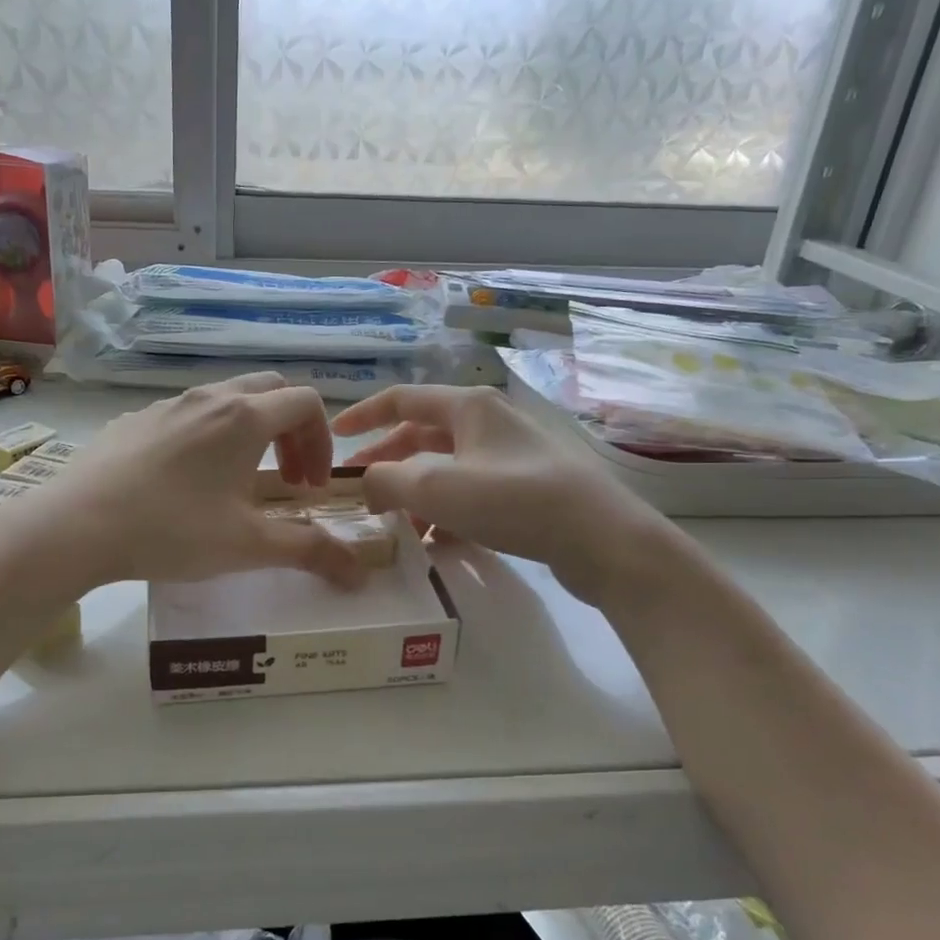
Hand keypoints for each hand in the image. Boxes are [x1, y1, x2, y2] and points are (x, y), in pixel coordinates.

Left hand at [47, 373, 364, 588]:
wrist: (75, 525)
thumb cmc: (172, 530)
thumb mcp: (247, 546)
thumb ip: (309, 551)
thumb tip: (359, 573)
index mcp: (245, 417)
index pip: (306, 403)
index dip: (322, 441)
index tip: (310, 486)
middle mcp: (210, 397)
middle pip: (270, 390)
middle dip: (291, 430)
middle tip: (286, 479)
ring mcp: (167, 404)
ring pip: (226, 399)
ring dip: (250, 431)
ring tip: (239, 481)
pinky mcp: (134, 419)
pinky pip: (187, 413)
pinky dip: (208, 435)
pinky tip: (185, 482)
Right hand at [331, 384, 668, 599]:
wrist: (604, 540)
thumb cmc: (516, 501)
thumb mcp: (438, 488)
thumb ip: (387, 481)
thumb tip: (368, 485)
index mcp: (468, 407)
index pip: (401, 399)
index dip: (363, 415)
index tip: (335, 437)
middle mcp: (489, 422)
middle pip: (421, 434)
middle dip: (386, 461)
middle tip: (360, 491)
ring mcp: (511, 455)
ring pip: (446, 467)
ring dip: (415, 491)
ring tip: (394, 525)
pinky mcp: (527, 488)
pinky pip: (470, 491)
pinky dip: (445, 510)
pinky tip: (435, 541)